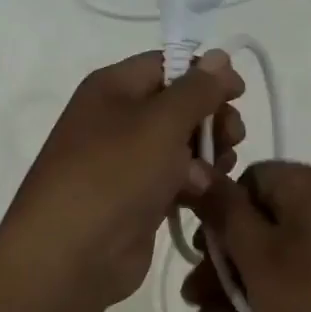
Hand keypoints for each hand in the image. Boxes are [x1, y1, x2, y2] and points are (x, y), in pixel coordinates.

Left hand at [1, 50, 244, 306]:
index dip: (205, 75)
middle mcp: (117, 120)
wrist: (72, 254)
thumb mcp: (160, 122)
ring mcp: (126, 164)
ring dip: (208, 156)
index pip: (166, 65)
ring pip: (182, 147)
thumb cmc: (114, 175)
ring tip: (215, 174)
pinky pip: (176, 182)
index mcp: (113, 88)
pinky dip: (194, 186)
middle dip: (211, 120)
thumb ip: (196, 89)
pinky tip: (205, 197)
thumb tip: (220, 57)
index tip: (238, 93)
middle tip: (232, 139)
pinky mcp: (138, 201)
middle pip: (178, 107)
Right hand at [181, 162, 310, 311]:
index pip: (253, 181)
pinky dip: (270, 310)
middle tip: (191, 304)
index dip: (218, 215)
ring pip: (278, 265)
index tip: (198, 254)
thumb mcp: (258, 256)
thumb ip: (223, 211)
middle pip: (262, 228)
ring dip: (236, 301)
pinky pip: (303, 286)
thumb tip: (195, 168)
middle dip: (220, 273)